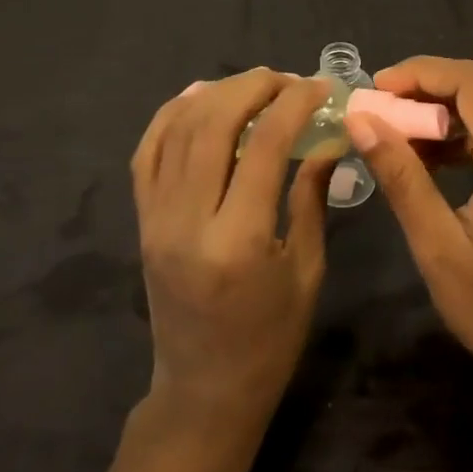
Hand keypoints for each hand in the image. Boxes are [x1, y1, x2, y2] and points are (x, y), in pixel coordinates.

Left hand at [130, 70, 333, 426]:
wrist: (203, 391)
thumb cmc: (269, 339)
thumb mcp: (306, 269)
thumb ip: (312, 196)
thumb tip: (330, 139)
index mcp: (238, 240)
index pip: (265, 144)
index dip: (296, 104)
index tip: (322, 87)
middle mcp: (187, 220)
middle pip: (214, 124)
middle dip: (255, 87)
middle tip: (289, 80)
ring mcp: (156, 218)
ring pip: (178, 129)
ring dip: (218, 93)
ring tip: (255, 84)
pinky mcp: (142, 221)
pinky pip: (148, 152)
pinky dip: (172, 115)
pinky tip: (200, 96)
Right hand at [347, 57, 472, 401]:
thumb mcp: (437, 246)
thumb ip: (401, 176)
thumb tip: (360, 120)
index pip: (471, 83)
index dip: (420, 73)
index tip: (375, 88)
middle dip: (428, 83)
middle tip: (380, 102)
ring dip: (443, 104)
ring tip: (395, 126)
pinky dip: (461, 128)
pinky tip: (427, 153)